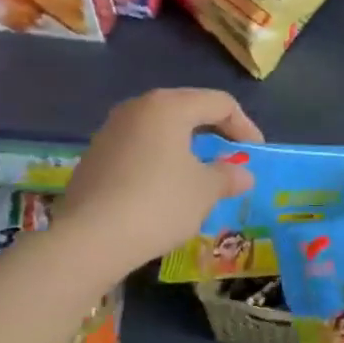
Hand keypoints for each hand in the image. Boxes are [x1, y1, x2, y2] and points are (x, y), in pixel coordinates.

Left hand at [54, 89, 261, 276]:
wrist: (88, 239)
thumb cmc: (158, 204)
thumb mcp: (204, 191)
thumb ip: (228, 176)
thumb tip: (243, 174)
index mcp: (169, 106)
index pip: (219, 103)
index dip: (244, 126)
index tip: (255, 154)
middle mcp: (138, 108)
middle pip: (188, 110)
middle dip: (214, 133)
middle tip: (231, 159)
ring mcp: (111, 130)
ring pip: (161, 129)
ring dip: (186, 148)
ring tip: (201, 175)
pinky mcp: (95, 156)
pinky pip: (139, 148)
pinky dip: (160, 161)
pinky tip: (165, 189)